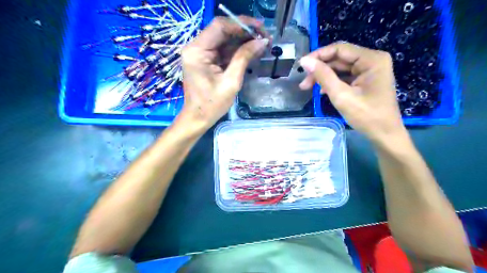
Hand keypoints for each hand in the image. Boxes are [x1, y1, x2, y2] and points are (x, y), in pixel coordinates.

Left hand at [178, 16, 269, 131]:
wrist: (198, 118)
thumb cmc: (212, 104)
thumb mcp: (231, 82)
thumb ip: (244, 58)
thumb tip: (262, 41)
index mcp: (197, 51)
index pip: (220, 26)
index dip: (241, 23)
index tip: (260, 28)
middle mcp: (196, 47)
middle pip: (222, 31)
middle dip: (244, 32)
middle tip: (264, 37)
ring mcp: (200, 53)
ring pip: (224, 40)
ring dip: (243, 41)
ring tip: (261, 44)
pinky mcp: (205, 60)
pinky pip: (223, 50)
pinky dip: (237, 50)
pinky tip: (251, 51)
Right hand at [297, 43, 407, 142]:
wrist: (384, 135)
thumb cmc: (366, 116)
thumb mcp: (341, 95)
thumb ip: (323, 76)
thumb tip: (305, 61)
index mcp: (371, 59)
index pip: (339, 49)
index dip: (318, 55)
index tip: (302, 65)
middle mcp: (372, 60)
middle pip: (339, 58)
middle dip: (320, 69)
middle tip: (303, 83)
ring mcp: (370, 70)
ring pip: (340, 68)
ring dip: (324, 77)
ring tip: (309, 88)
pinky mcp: (366, 80)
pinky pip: (345, 76)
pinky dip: (332, 82)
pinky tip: (323, 91)